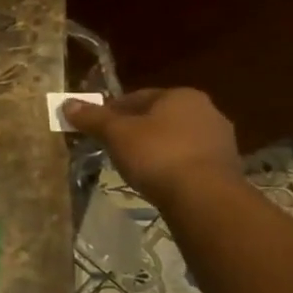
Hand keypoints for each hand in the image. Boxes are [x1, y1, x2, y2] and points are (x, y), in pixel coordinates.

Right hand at [62, 88, 241, 205]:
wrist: (204, 197)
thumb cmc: (157, 154)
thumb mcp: (116, 134)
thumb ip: (92, 118)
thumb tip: (67, 103)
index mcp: (180, 95)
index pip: (136, 97)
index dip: (110, 111)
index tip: (94, 128)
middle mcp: (206, 110)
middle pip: (156, 117)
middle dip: (133, 130)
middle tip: (110, 146)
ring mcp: (219, 139)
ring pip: (173, 138)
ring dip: (153, 148)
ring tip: (131, 165)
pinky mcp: (225, 166)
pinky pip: (187, 158)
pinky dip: (170, 164)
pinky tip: (156, 178)